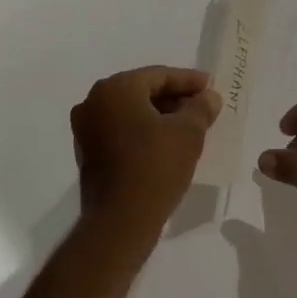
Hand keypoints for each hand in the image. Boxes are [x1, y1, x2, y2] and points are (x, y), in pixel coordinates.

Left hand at [71, 66, 221, 227]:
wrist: (120, 221)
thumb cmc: (156, 167)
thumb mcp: (188, 133)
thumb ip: (200, 108)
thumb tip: (209, 97)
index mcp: (115, 89)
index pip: (158, 76)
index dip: (188, 80)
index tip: (210, 85)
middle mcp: (94, 102)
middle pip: (142, 91)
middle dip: (174, 97)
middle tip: (202, 104)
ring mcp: (86, 128)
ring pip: (131, 112)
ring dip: (159, 115)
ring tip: (189, 124)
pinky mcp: (87, 152)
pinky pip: (121, 130)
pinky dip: (143, 131)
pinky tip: (166, 142)